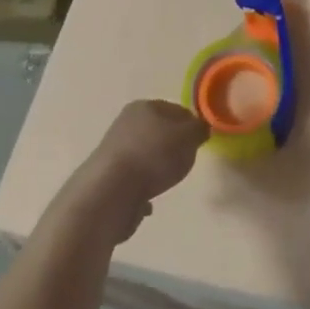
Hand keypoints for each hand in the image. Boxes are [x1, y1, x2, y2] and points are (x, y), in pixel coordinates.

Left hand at [54, 100, 208, 244]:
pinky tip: (149, 201)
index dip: (191, 124)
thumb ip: (198, 129)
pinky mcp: (108, 179)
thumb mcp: (188, 137)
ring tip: (167, 181)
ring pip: (145, 155)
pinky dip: (142, 187)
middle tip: (186, 161)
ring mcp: (114, 152)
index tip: (201, 141)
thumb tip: (200, 128)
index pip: (176, 109)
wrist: (110, 194)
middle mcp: (125, 124)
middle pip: (159, 132)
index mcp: (143, 107)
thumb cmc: (153, 157)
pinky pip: (134, 180)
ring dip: (157, 167)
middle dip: (174, 146)